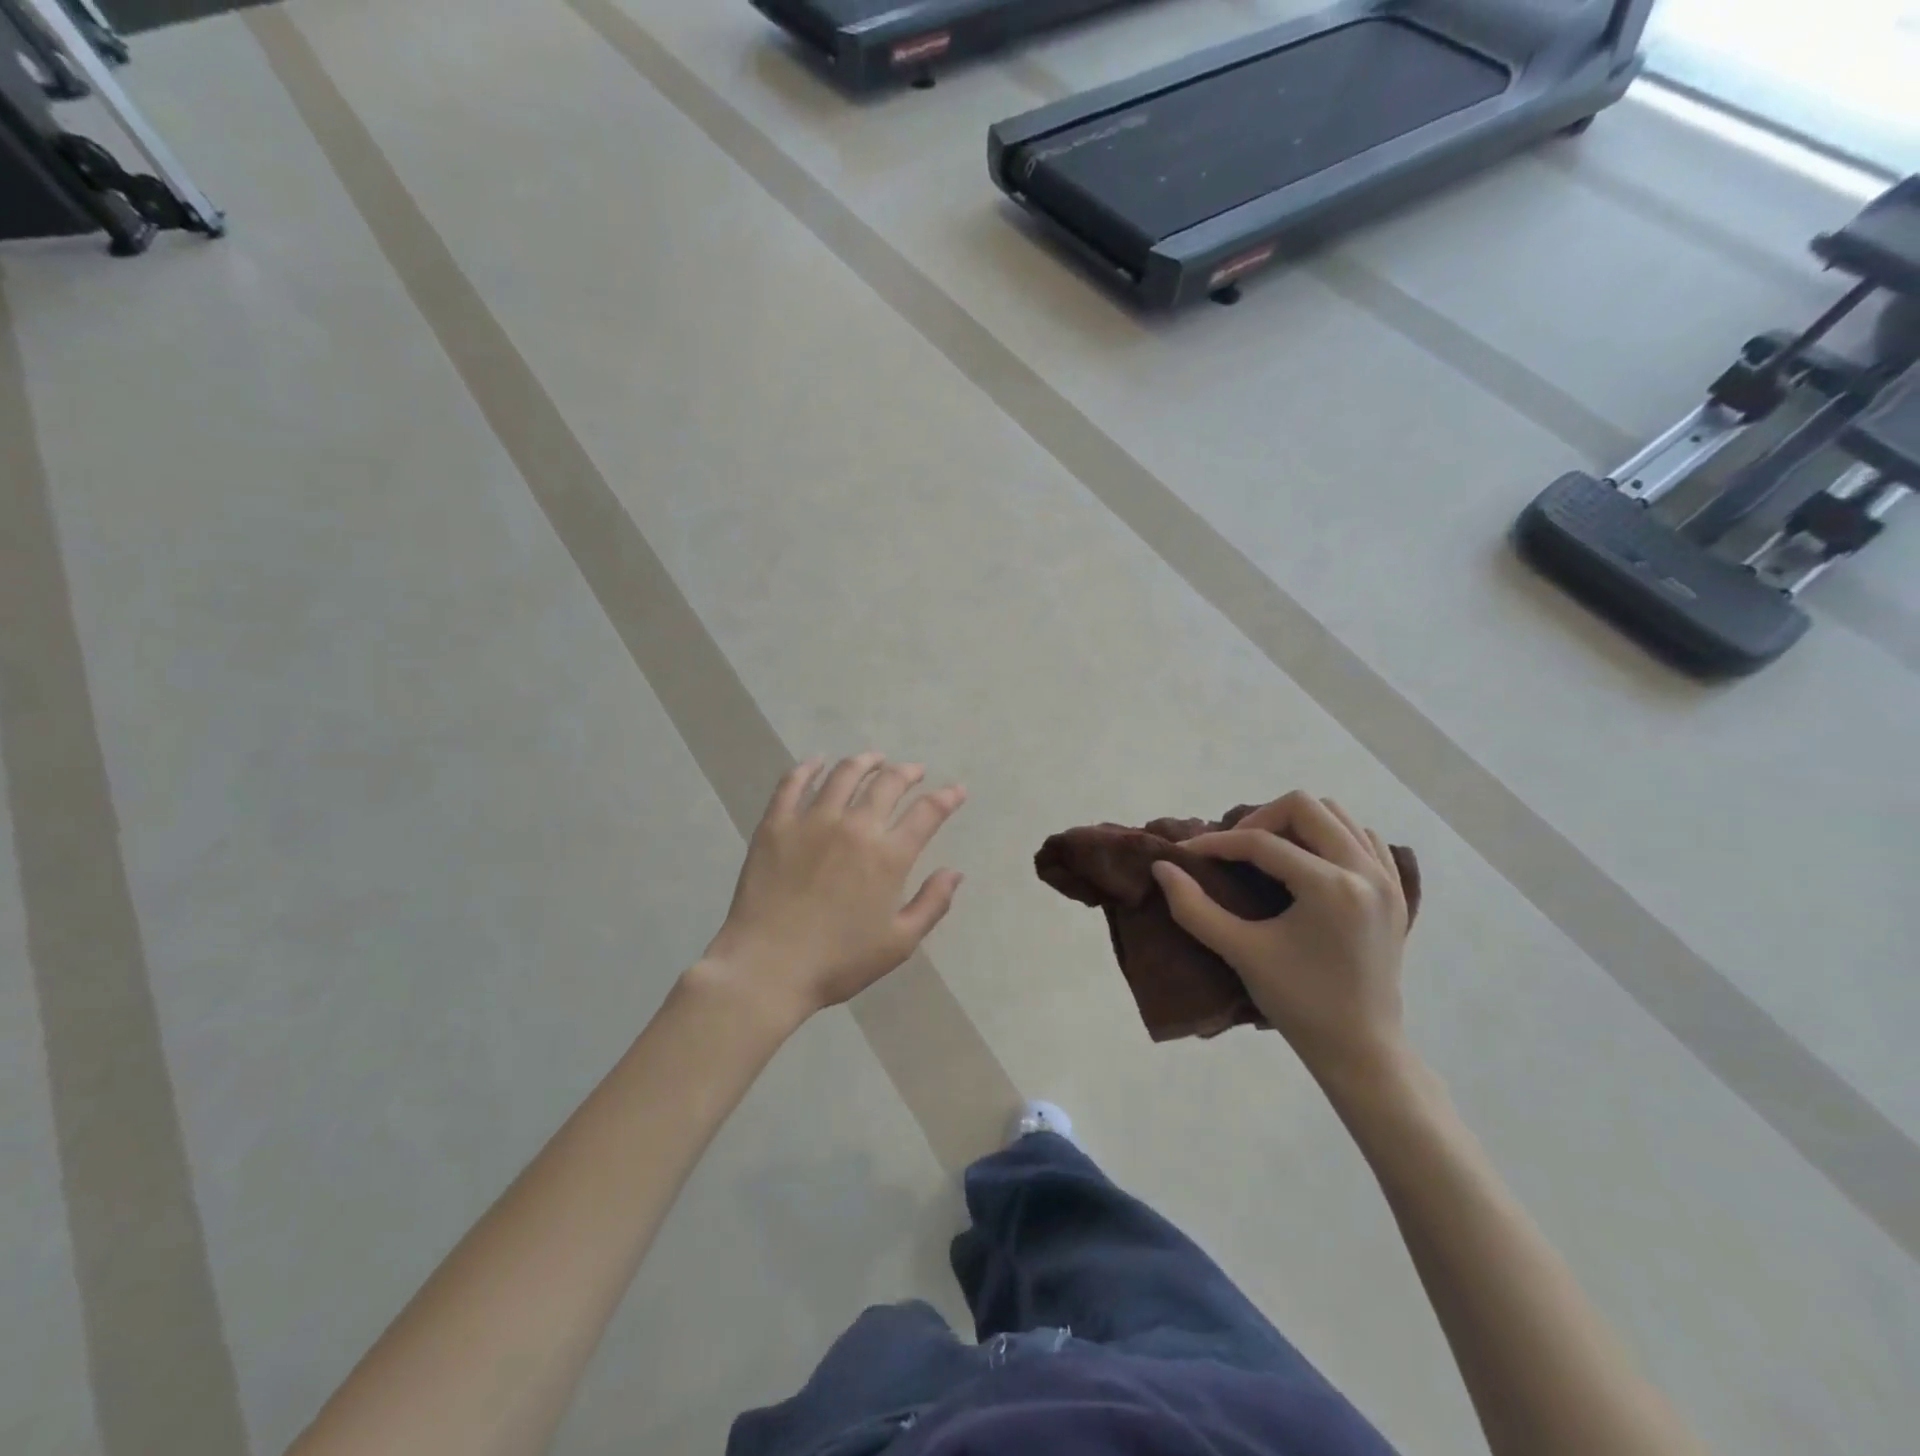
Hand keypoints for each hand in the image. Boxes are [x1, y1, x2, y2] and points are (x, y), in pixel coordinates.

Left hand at [700, 754, 966, 1023]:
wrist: (766, 968)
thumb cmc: (838, 962)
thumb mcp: (898, 943)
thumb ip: (932, 904)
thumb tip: (955, 872)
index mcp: (888, 856)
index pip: (927, 813)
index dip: (947, 797)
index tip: (957, 790)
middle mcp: (854, 827)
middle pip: (887, 783)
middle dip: (907, 772)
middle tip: (914, 771)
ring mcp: (812, 821)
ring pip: (844, 774)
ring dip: (865, 762)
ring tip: (874, 759)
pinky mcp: (776, 824)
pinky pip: (793, 783)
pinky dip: (808, 767)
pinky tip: (817, 762)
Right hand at [1151, 792, 1409, 1081]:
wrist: (1361, 1050)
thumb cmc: (1299, 1003)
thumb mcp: (1241, 953)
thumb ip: (1194, 908)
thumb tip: (1162, 868)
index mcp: (1330, 886)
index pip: (1261, 843)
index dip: (1216, 843)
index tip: (1186, 854)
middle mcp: (1365, 871)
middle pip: (1305, 806)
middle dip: (1259, 820)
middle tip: (1233, 850)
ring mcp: (1387, 879)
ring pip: (1337, 815)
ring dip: (1296, 824)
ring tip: (1268, 853)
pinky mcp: (1396, 892)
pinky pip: (1365, 839)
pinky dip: (1332, 838)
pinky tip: (1309, 864)